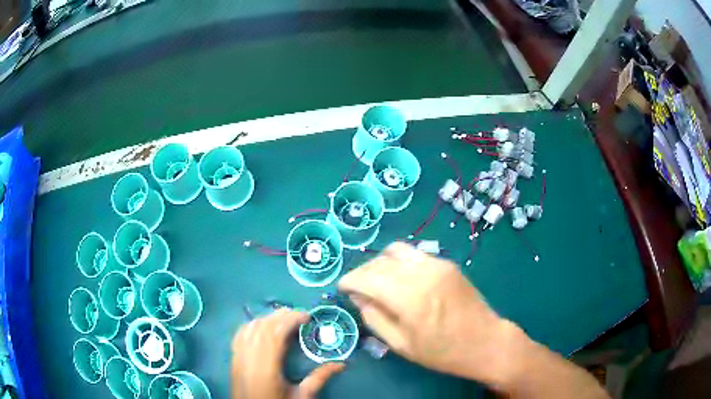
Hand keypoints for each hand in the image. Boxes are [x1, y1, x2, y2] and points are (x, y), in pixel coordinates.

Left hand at [231, 309, 344, 398]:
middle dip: (281, 316)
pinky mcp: (233, 358)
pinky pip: (239, 334)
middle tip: (299, 314)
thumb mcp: (301, 396)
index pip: (276, 333)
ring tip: (283, 317)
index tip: (307, 316)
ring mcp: (238, 356)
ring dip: (267, 318)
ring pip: (250, 328)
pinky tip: (260, 325)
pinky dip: (251, 325)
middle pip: (263, 327)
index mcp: (267, 366)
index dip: (291, 320)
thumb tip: (341, 364)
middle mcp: (249, 356)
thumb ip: (319, 378)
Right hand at [338, 242, 515, 384]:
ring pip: (396, 251)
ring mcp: (437, 264)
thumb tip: (358, 297)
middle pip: (380, 261)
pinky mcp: (447, 263)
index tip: (342, 288)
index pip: (367, 277)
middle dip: (363, 272)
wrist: (486, 341)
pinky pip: (415, 255)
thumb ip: (374, 318)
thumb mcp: (401, 345)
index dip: (350, 280)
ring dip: (380, 263)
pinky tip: (401, 279)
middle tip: (357, 288)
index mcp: (409, 297)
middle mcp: (422, 272)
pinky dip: (399, 262)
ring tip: (377, 281)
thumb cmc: (442, 352)